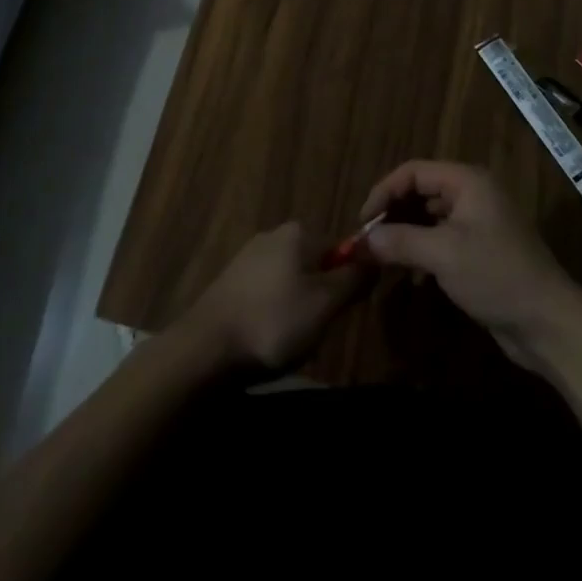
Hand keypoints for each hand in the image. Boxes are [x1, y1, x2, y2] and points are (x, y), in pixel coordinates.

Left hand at [180, 221, 364, 373]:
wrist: (205, 348)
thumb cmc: (274, 322)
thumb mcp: (326, 303)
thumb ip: (355, 278)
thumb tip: (376, 256)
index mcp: (300, 232)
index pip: (342, 249)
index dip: (349, 282)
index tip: (342, 313)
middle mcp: (274, 234)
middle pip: (316, 266)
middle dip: (322, 299)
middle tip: (317, 332)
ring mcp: (249, 256)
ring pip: (292, 283)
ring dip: (298, 311)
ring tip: (291, 342)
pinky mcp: (232, 281)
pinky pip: (268, 295)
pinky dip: (274, 316)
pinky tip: (267, 341)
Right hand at [359, 160, 581, 370]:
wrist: (549, 323)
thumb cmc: (496, 275)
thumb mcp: (443, 255)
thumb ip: (399, 242)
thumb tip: (362, 240)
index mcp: (467, 181)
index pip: (413, 172)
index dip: (384, 192)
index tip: (362, 222)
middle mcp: (473, 194)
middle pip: (421, 193)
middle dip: (392, 215)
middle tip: (367, 242)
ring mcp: (478, 223)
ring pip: (429, 219)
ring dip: (405, 235)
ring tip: (382, 258)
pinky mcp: (481, 251)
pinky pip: (441, 241)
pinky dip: (422, 252)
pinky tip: (410, 277)